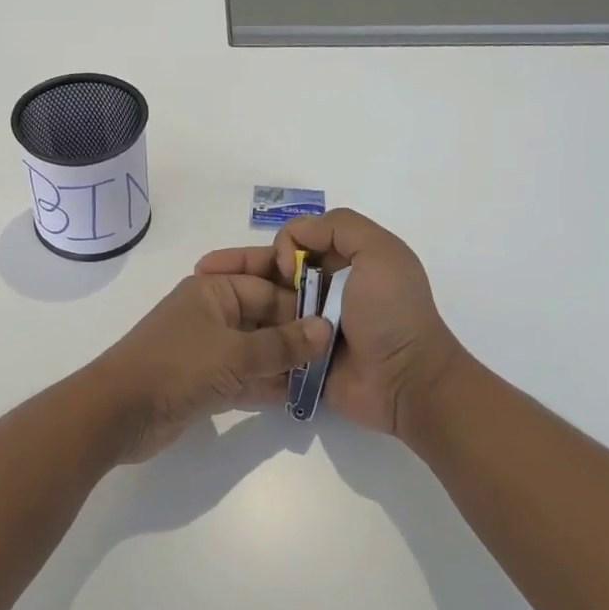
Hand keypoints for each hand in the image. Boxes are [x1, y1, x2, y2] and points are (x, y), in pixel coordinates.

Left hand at [92, 273, 331, 463]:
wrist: (117, 413)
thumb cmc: (177, 367)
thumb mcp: (236, 353)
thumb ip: (283, 344)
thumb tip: (325, 329)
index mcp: (212, 290)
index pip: (267, 286)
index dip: (300, 301)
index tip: (338, 320)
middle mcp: (211, 313)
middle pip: (263, 316)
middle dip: (296, 333)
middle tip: (338, 351)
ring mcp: (206, 349)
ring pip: (256, 349)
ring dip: (285, 362)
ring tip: (325, 375)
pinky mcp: (203, 382)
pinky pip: (244, 377)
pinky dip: (267, 385)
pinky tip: (299, 397)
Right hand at [197, 209, 467, 439]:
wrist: (405, 381)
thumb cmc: (392, 313)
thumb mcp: (380, 253)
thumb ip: (340, 228)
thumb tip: (293, 237)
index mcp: (342, 261)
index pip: (294, 241)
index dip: (279, 247)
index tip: (282, 267)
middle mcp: (323, 289)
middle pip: (271, 272)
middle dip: (237, 268)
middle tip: (203, 272)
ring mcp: (308, 325)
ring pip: (262, 306)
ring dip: (235, 302)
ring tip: (202, 304)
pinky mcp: (298, 356)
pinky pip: (266, 341)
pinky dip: (244, 335)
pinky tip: (215, 333)